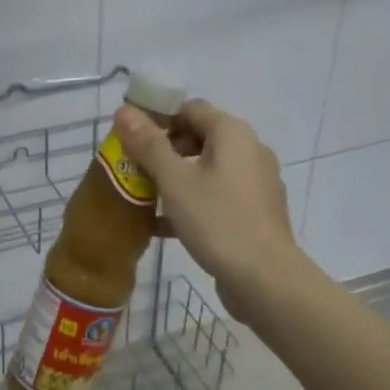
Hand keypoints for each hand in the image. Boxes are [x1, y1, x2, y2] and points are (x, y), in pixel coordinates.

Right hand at [114, 100, 308, 322]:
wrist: (265, 280)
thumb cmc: (217, 221)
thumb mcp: (174, 180)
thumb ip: (148, 144)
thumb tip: (124, 110)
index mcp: (232, 134)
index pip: (190, 108)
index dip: (158, 119)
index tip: (132, 140)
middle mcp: (250, 150)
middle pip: (199, 136)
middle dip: (164, 150)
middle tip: (136, 170)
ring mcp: (255, 183)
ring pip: (206, 169)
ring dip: (175, 178)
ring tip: (145, 197)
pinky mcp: (255, 212)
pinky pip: (217, 195)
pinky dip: (192, 201)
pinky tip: (163, 225)